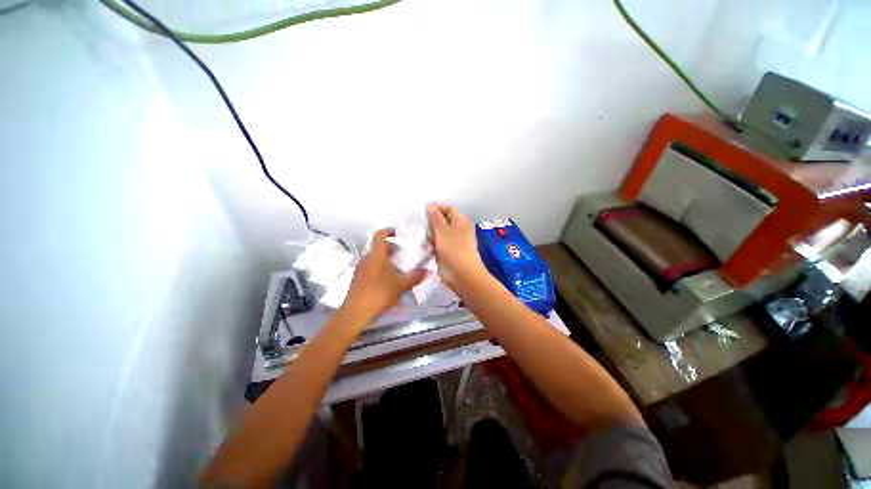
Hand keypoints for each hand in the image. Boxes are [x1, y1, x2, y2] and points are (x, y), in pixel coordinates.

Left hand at [342, 228, 427, 322]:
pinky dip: (381, 266)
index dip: (389, 230)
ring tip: (400, 265)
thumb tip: (428, 271)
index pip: (380, 235)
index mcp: (376, 255)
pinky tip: (389, 278)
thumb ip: (414, 277)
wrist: (355, 313)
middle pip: (379, 246)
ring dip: (387, 258)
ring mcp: (361, 268)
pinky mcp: (359, 278)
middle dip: (393, 247)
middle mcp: (367, 258)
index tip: (400, 233)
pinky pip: (372, 266)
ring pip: (375, 257)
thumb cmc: (378, 294)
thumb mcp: (400, 286)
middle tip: (406, 252)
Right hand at [426, 204, 488, 288]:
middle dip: (431, 224)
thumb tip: (431, 205)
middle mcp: (458, 230)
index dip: (437, 208)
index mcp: (461, 222)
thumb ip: (435, 218)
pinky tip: (426, 247)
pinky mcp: (448, 253)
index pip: (449, 209)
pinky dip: (432, 245)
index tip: (424, 212)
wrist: (462, 275)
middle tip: (422, 227)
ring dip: (430, 236)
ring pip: (438, 234)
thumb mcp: (443, 231)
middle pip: (443, 222)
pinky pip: (438, 245)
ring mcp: (453, 242)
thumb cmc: (454, 249)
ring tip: (423, 238)